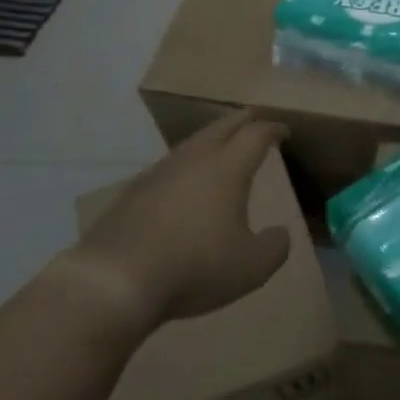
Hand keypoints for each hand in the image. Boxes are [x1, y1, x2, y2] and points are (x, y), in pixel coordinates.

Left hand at [60, 109, 293, 336]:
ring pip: (192, 144)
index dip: (273, 129)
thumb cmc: (195, 266)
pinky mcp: (133, 192)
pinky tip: (182, 184)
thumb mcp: (252, 267)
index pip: (256, 134)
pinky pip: (168, 167)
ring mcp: (159, 172)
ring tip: (220, 148)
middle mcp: (194, 159)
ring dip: (211, 140)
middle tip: (254, 120)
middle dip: (242, 121)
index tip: (283, 131)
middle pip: (222, 127)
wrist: (116, 279)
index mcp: (227, 167)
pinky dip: (185, 167)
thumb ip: (275, 247)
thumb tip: (280, 234)